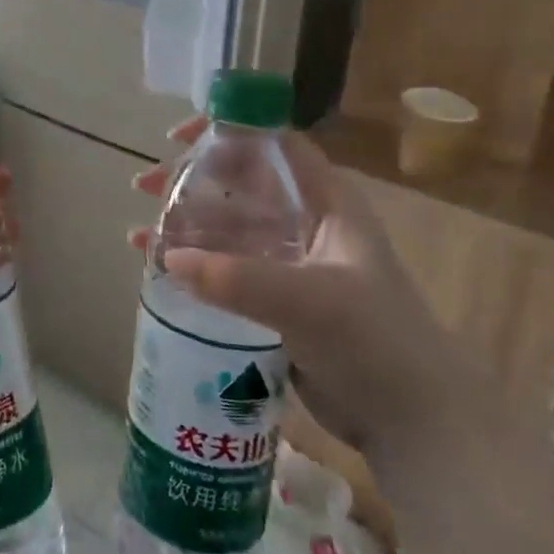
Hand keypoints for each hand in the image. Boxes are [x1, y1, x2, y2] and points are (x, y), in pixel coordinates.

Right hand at [131, 117, 473, 458]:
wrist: (414, 423)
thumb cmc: (374, 342)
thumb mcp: (308, 302)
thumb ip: (238, 278)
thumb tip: (168, 258)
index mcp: (327, 203)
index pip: (274, 145)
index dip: (228, 130)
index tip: (178, 138)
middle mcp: (307, 223)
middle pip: (240, 184)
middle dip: (190, 181)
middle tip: (145, 188)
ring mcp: (291, 262)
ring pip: (228, 228)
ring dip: (184, 226)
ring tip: (139, 237)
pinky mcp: (277, 299)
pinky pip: (227, 268)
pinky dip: (194, 265)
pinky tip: (160, 272)